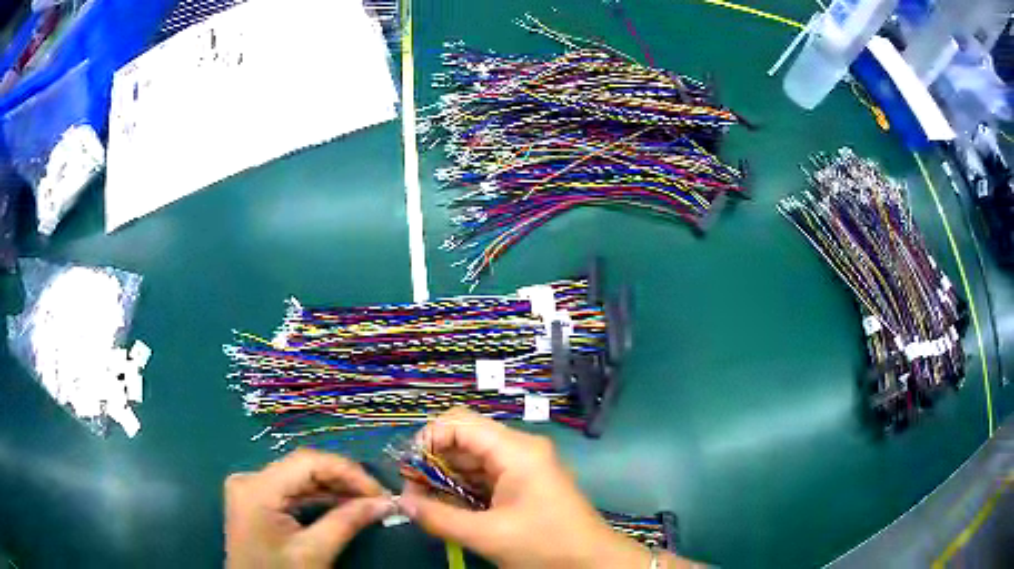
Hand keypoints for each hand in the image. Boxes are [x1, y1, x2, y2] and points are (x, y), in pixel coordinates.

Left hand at [225, 448, 393, 567]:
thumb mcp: (315, 552)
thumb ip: (348, 522)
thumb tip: (385, 502)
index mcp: (256, 488)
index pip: (307, 462)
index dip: (347, 472)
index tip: (380, 492)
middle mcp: (249, 479)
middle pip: (302, 467)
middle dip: (343, 481)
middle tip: (377, 498)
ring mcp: (250, 488)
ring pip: (299, 477)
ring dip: (333, 489)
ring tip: (365, 501)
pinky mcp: (255, 499)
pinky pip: (291, 490)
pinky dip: (318, 497)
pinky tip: (341, 505)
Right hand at [399, 408, 688, 568]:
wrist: (592, 563)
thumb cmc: (545, 545)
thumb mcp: (487, 535)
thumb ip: (439, 518)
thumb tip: (401, 503)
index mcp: (515, 451)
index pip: (460, 423)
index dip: (428, 439)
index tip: (407, 468)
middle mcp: (519, 450)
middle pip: (465, 440)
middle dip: (433, 462)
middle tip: (411, 491)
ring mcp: (524, 466)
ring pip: (473, 460)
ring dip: (446, 478)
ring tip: (423, 502)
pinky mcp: (524, 483)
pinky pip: (485, 477)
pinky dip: (463, 489)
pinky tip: (447, 507)